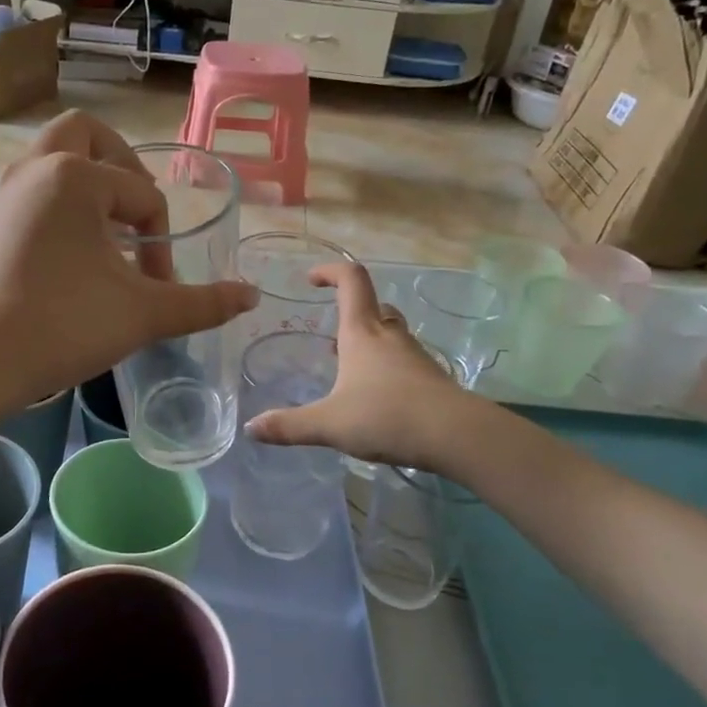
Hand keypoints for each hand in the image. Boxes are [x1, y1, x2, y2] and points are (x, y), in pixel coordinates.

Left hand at [0, 113, 256, 408]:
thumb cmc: (62, 326)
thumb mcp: (142, 315)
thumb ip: (201, 303)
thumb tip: (251, 296)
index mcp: (73, 177)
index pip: (141, 194)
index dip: (162, 241)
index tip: (159, 287)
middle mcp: (29, 172)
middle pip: (82, 135)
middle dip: (119, 163)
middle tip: (134, 208)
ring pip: (45, 165)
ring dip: (82, 188)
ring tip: (102, 239)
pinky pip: (21, 201)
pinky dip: (49, 215)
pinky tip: (58, 266)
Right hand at [245, 262, 469, 469]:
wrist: (455, 435)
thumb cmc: (386, 416)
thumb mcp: (329, 424)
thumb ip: (289, 426)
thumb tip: (251, 428)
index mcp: (362, 332)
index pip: (351, 281)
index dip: (331, 271)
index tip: (311, 279)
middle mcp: (389, 336)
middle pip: (373, 306)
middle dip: (350, 314)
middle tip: (331, 341)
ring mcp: (414, 355)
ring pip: (390, 334)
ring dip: (369, 342)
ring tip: (348, 371)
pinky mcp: (430, 378)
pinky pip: (402, 360)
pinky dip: (386, 367)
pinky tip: (375, 398)